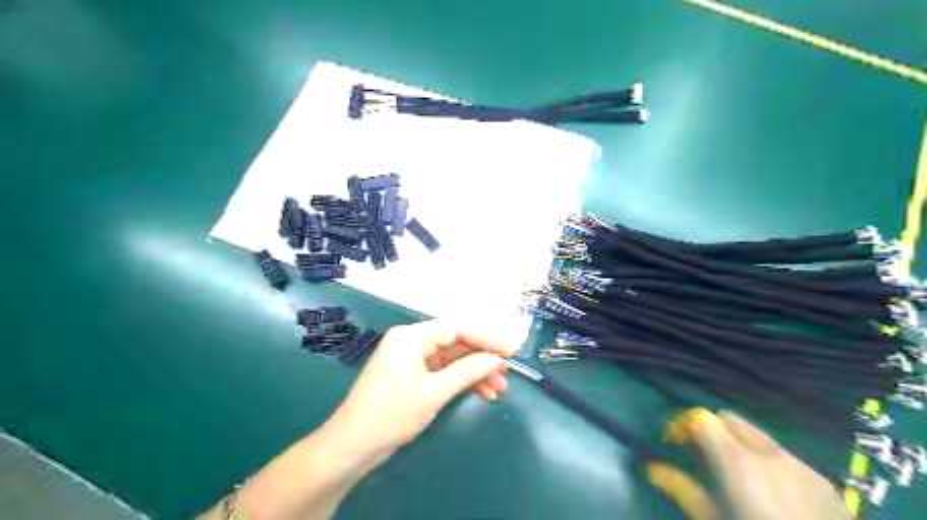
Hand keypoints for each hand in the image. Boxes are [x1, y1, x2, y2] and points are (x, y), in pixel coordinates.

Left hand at [323, 321, 514, 466]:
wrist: (353, 445)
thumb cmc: (391, 414)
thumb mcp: (433, 392)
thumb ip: (467, 372)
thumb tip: (497, 359)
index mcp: (411, 336)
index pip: (457, 328)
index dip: (487, 338)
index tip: (511, 350)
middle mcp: (412, 341)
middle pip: (456, 342)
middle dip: (482, 358)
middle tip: (508, 372)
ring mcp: (412, 358)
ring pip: (452, 358)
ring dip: (475, 372)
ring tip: (499, 388)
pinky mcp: (413, 375)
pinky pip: (444, 371)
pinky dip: (462, 381)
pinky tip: (482, 393)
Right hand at [686, 410, 845, 519]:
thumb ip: (682, 489)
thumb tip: (652, 468)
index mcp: (737, 460)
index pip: (702, 417)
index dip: (683, 425)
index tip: (674, 442)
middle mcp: (768, 452)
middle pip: (730, 418)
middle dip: (711, 430)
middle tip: (702, 456)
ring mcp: (800, 463)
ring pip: (758, 435)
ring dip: (739, 443)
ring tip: (736, 474)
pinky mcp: (822, 480)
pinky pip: (784, 455)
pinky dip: (767, 460)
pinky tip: (772, 491)